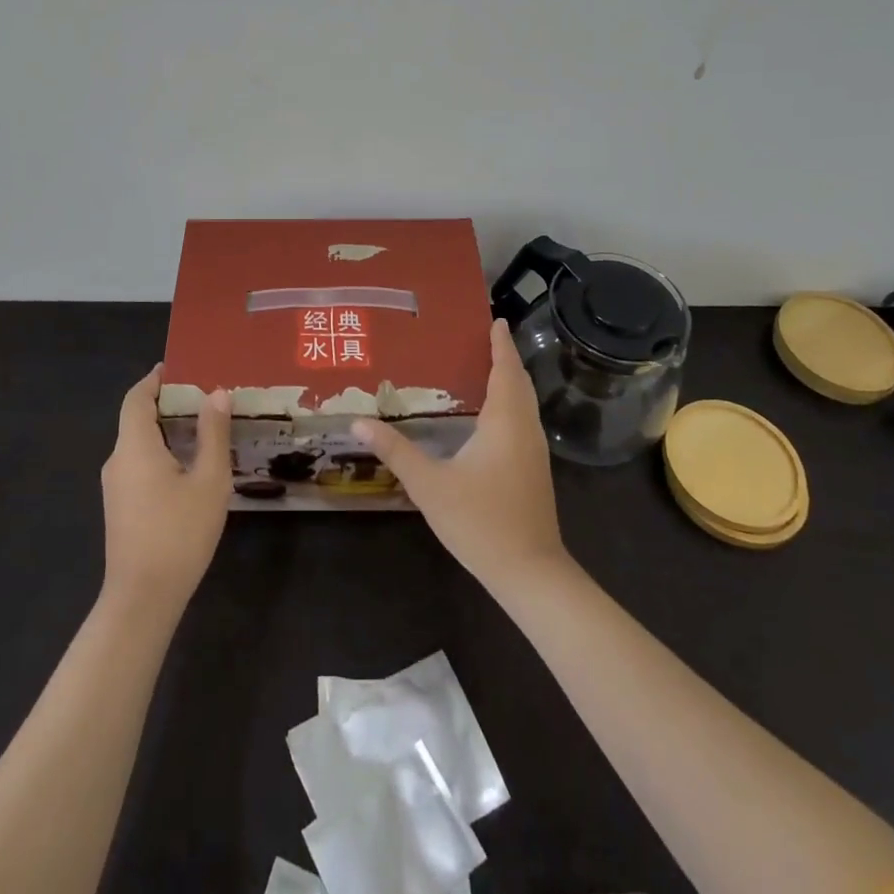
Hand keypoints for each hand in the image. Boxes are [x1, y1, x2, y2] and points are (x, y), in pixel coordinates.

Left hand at [100, 366, 231, 612]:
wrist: (142, 599)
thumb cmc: (178, 534)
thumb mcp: (208, 480)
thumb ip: (213, 434)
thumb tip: (216, 394)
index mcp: (134, 446)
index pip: (136, 398)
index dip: (154, 379)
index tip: (179, 367)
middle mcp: (117, 460)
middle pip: (137, 418)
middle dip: (168, 403)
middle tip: (205, 396)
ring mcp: (115, 487)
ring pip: (139, 444)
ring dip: (167, 429)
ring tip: (204, 427)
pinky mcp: (120, 507)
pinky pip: (139, 464)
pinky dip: (161, 452)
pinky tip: (189, 465)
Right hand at [354, 319, 567, 596]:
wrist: (530, 572)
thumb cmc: (480, 522)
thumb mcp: (429, 485)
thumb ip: (395, 451)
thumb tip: (358, 422)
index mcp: (504, 421)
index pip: (505, 371)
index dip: (501, 345)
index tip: (496, 320)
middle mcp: (525, 429)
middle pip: (519, 383)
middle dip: (506, 358)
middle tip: (486, 337)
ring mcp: (534, 451)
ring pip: (525, 403)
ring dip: (511, 380)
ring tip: (487, 366)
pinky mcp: (535, 470)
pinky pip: (524, 420)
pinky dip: (512, 402)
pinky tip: (492, 414)